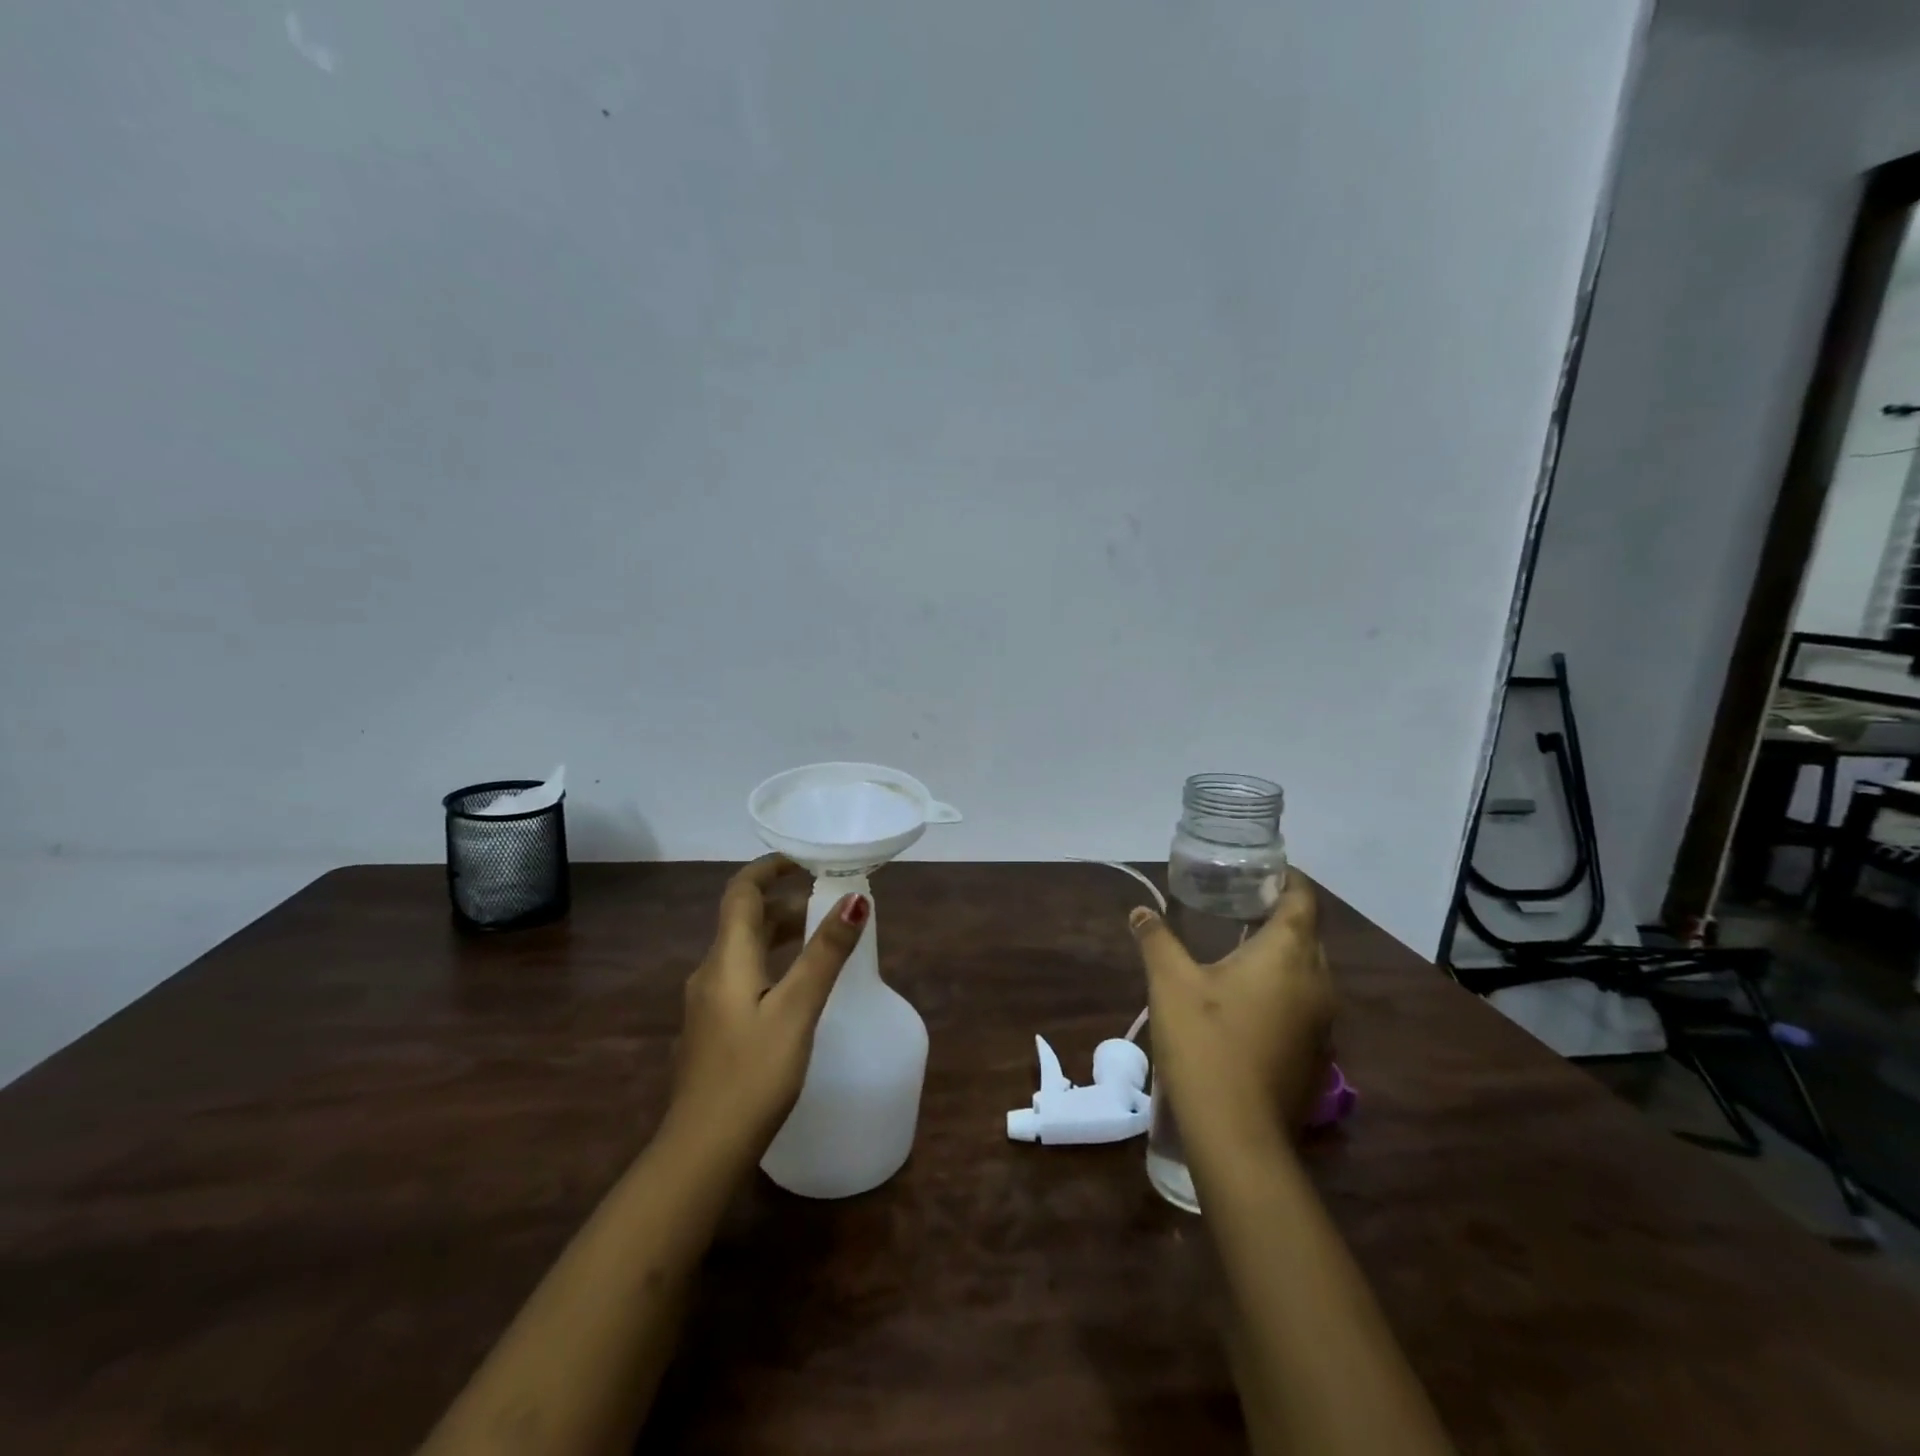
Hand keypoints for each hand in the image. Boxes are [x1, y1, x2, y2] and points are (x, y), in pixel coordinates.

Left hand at [666, 856, 869, 1160]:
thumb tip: (855, 899)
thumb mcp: (796, 1010)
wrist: (701, 1151)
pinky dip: (773, 963)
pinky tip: (796, 987)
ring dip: (780, 934)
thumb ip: (825, 954)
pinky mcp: (714, 1029)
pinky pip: (743, 976)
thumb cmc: (752, 1074)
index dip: (769, 869)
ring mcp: (708, 1003)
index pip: (741, 892)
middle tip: (828, 901)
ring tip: (821, 938)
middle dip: (784, 902)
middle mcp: (711, 972)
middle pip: (744, 920)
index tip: (804, 859)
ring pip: (744, 950)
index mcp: (726, 958)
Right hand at [1130, 874, 1334, 1158]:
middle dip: (1279, 915)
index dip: (1286, 879)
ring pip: (1309, 972)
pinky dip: (1283, 990)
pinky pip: (1305, 1005)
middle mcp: (1318, 983)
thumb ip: (1157, 939)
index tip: (1257, 871)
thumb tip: (1141, 911)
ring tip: (1238, 949)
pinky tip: (1247, 1002)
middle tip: (1238, 905)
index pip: (1303, 899)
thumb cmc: (1205, 1042)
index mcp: (1289, 954)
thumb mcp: (1170, 982)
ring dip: (1282, 956)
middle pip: (1309, 934)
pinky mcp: (1317, 1056)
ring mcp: (1323, 1024)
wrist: (1236, 1133)